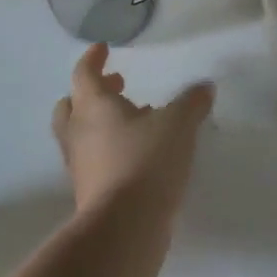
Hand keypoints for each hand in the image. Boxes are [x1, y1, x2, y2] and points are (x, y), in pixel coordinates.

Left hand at [50, 44, 215, 215]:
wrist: (125, 227)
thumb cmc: (146, 161)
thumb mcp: (179, 124)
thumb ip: (191, 102)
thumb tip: (204, 87)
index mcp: (93, 106)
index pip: (85, 73)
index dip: (93, 59)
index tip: (103, 48)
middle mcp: (79, 132)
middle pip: (72, 105)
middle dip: (92, 93)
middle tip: (118, 86)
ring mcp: (80, 164)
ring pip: (81, 134)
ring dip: (102, 122)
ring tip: (136, 120)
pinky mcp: (89, 191)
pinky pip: (94, 159)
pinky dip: (110, 148)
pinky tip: (139, 152)